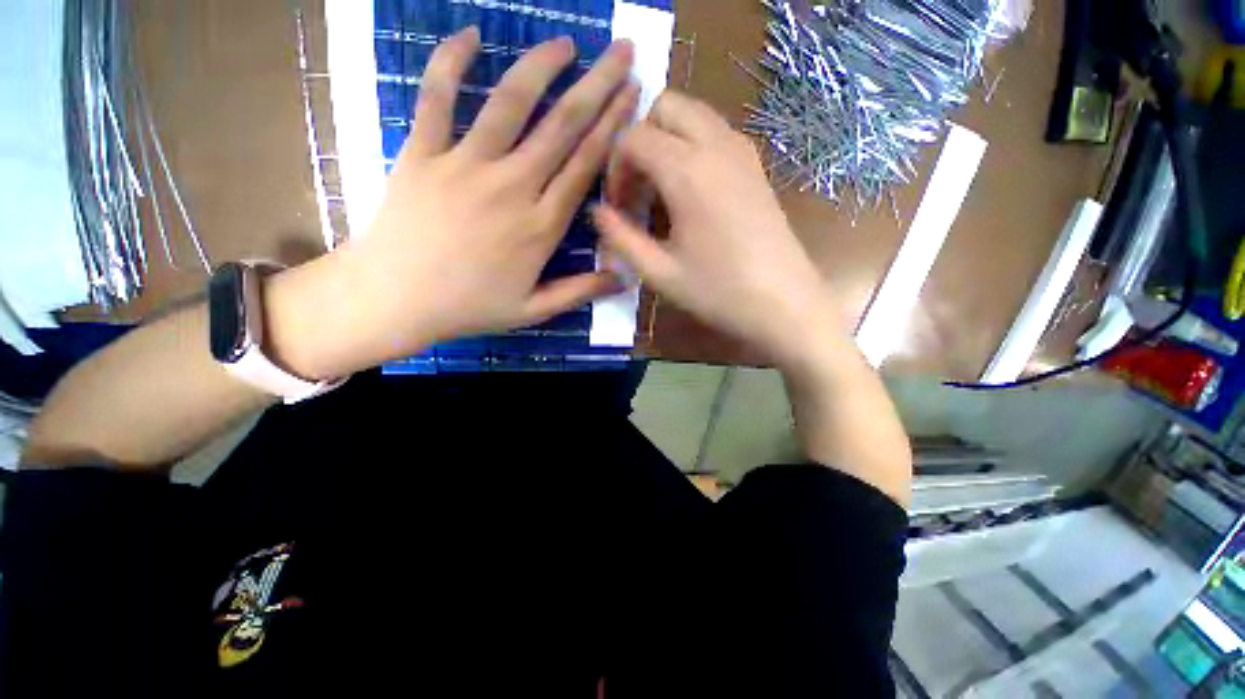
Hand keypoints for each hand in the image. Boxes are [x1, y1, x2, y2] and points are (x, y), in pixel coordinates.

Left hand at [332, 27, 637, 368]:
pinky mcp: (423, 153)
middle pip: (561, 126)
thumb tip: (624, 280)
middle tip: (621, 51)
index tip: (632, 95)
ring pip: (510, 102)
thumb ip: (580, 292)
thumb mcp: (533, 310)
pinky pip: (437, 97)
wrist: (395, 300)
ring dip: (542, 66)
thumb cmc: (469, 307)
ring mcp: (465, 165)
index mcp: (541, 226)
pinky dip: (451, 61)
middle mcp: (512, 187)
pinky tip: (472, 35)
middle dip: (597, 85)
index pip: (585, 166)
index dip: (612, 127)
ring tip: (566, 43)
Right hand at [592, 91, 839, 370]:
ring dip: (666, 140)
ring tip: (660, 191)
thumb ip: (621, 238)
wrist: (784, 303)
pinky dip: (691, 146)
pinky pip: (714, 133)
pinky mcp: (755, 165)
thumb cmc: (718, 292)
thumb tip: (597, 212)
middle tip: (636, 187)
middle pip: (665, 106)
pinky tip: (689, 192)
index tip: (617, 206)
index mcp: (687, 170)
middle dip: (640, 139)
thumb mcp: (659, 272)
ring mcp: (742, 151)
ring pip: (693, 114)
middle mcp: (716, 145)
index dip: (615, 169)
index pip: (633, 138)